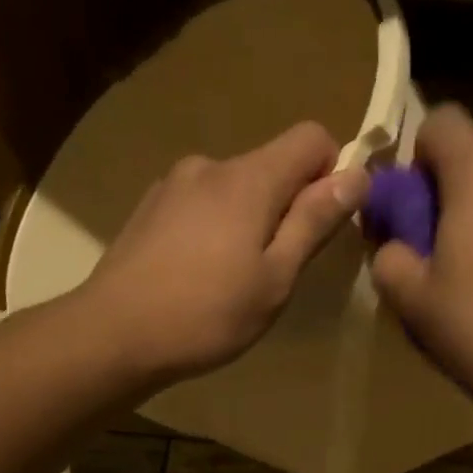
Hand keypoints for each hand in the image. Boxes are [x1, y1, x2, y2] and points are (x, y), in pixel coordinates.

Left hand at [77, 122, 369, 384]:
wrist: (114, 334)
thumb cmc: (207, 314)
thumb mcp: (276, 278)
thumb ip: (314, 222)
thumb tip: (358, 175)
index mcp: (249, 178)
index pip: (311, 138)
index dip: (332, 172)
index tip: (324, 224)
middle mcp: (210, 165)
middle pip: (271, 165)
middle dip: (289, 206)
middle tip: (278, 270)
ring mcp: (173, 184)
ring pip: (234, 189)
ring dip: (250, 221)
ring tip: (234, 280)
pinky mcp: (150, 208)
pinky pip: (202, 205)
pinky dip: (216, 229)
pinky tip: (199, 276)